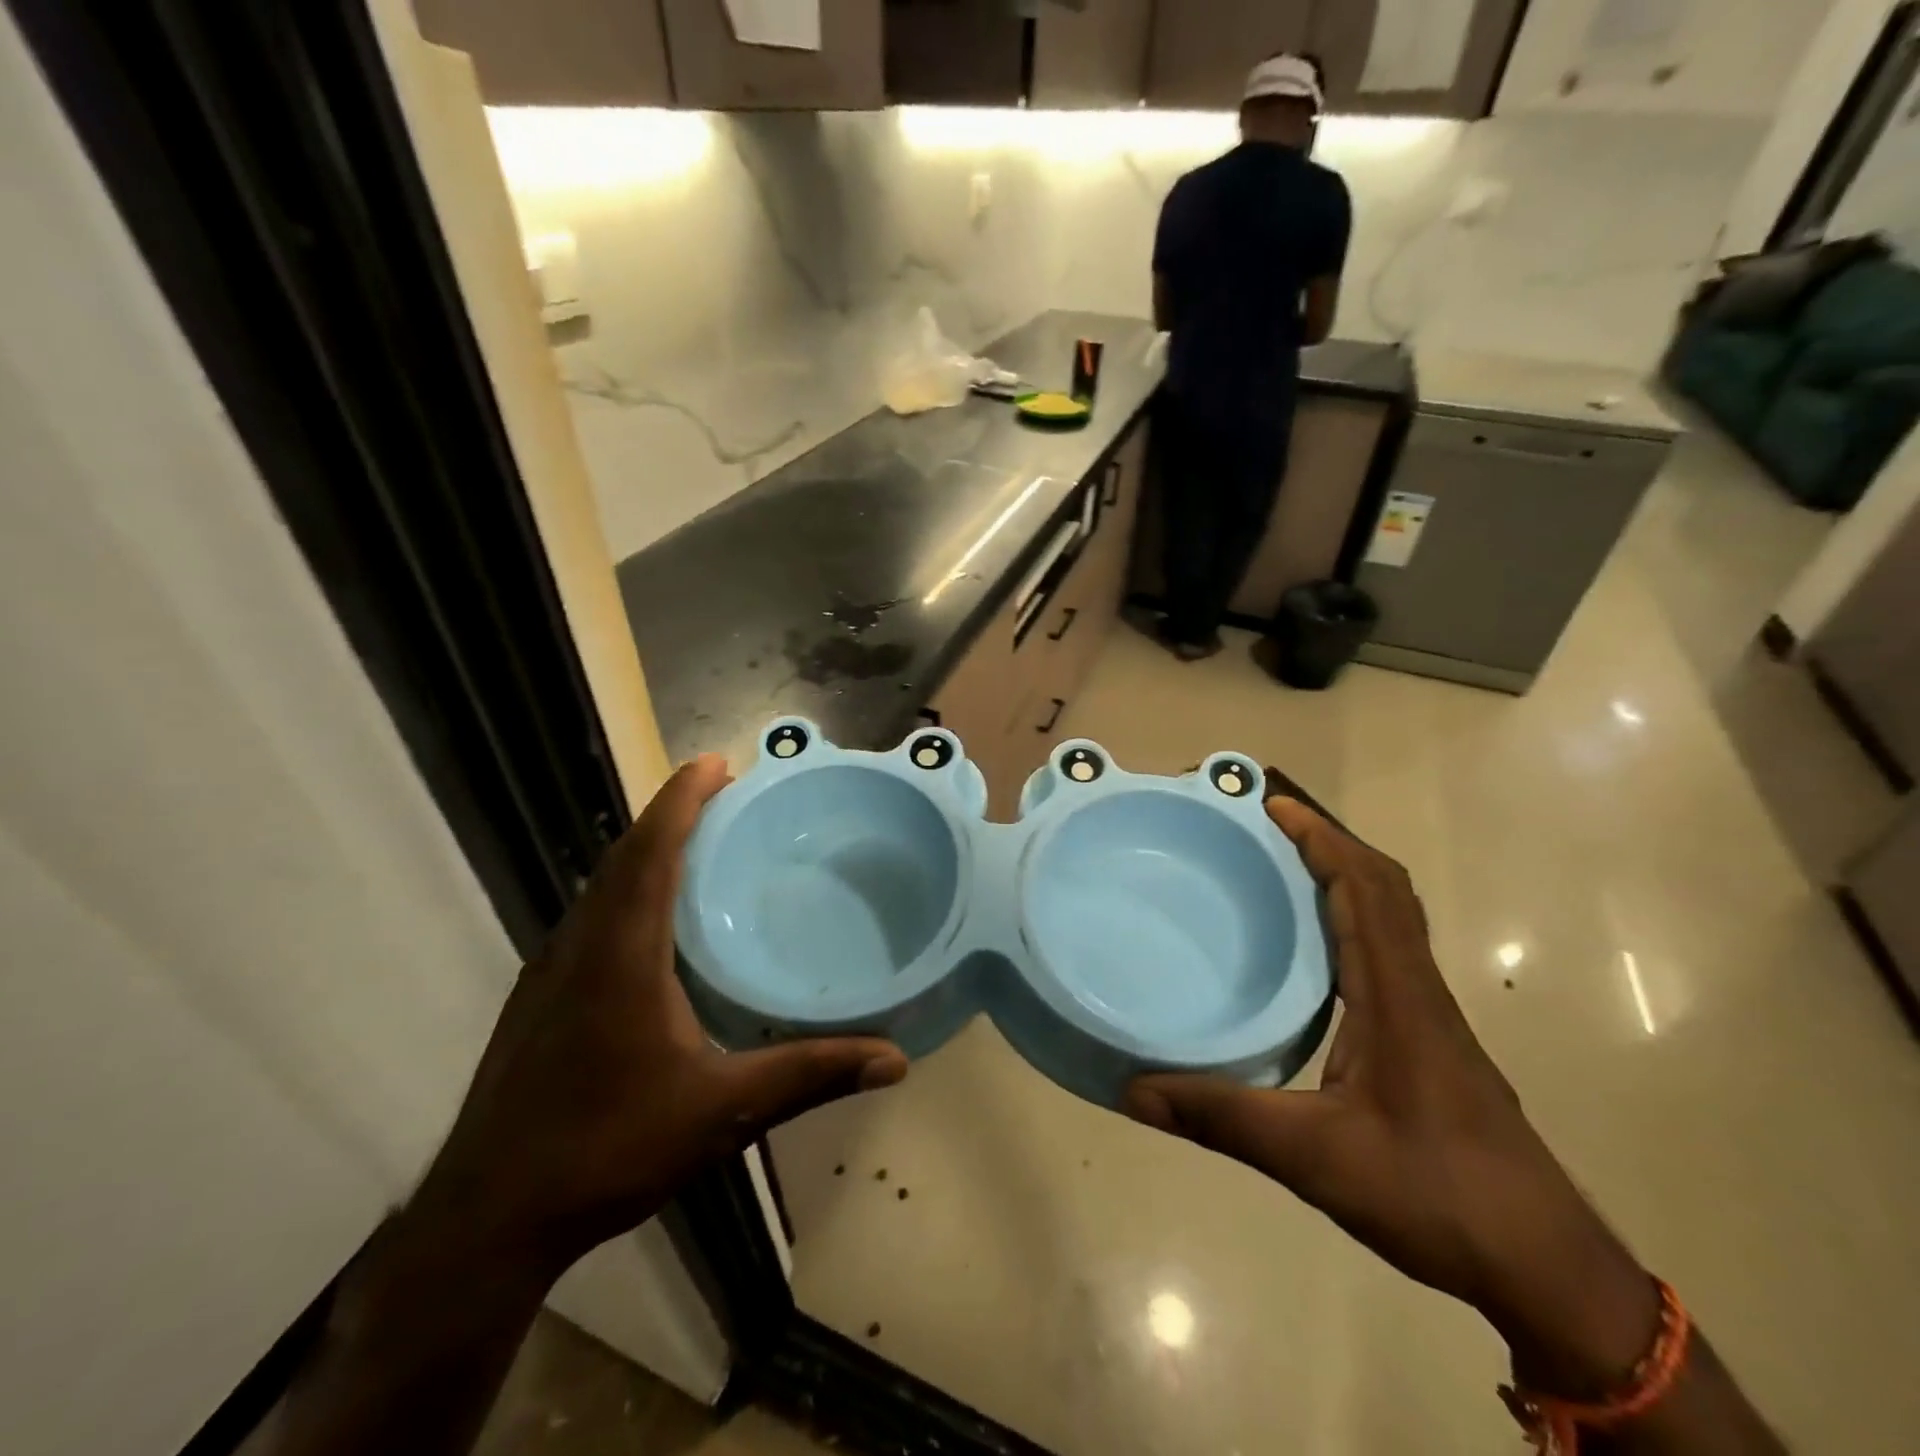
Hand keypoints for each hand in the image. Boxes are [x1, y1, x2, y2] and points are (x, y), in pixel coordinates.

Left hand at [411, 755, 907, 1275]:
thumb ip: (808, 1075)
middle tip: (722, 795)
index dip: (682, 800)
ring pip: (600, 888)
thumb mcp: (723, 1111)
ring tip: (695, 843)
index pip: (651, 851)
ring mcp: (548, 974)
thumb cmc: (609, 1148)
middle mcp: (579, 947)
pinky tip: (652, 925)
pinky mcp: (537, 1001)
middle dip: (670, 815)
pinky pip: (589, 919)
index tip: (717, 762)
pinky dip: (625, 892)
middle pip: (624, 857)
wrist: (487, 1219)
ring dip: (645, 852)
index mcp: (620, 953)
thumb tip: (894, 1059)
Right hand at [1124, 798, 1658, 1395]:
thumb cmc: (1434, 1195)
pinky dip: (1352, 919)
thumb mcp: (1312, 1158)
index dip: (1321, 838)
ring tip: (1280, 869)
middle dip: (1329, 843)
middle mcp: (1417, 991)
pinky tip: (1311, 950)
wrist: (1545, 1267)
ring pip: (1391, 917)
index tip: (1271, 804)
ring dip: (1344, 877)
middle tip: (1266, 826)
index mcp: (1396, 997)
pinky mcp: (1430, 1040)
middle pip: (1384, 888)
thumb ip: (1221, 1118)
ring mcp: (1429, 1016)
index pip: (1366, 889)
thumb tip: (1134, 1091)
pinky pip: (1388, 952)